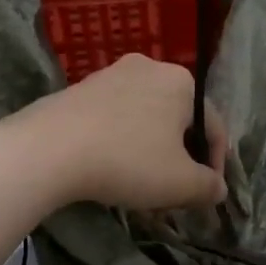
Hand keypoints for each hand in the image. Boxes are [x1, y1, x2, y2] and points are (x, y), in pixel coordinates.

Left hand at [3, 55, 228, 211]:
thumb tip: (218, 188)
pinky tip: (110, 171)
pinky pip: (114, 120)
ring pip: (145, 120)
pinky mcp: (78, 90)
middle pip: (178, 122)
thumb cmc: (127, 161)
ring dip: (150, 154)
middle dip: (180, 159)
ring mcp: (110, 75)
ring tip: (141, 188)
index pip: (214, 127)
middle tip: (173, 193)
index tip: (205, 196)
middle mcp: (149, 68)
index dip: (215, 166)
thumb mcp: (180, 183)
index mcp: (182, 82)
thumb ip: (208, 186)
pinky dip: (120, 144)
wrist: (47, 150)